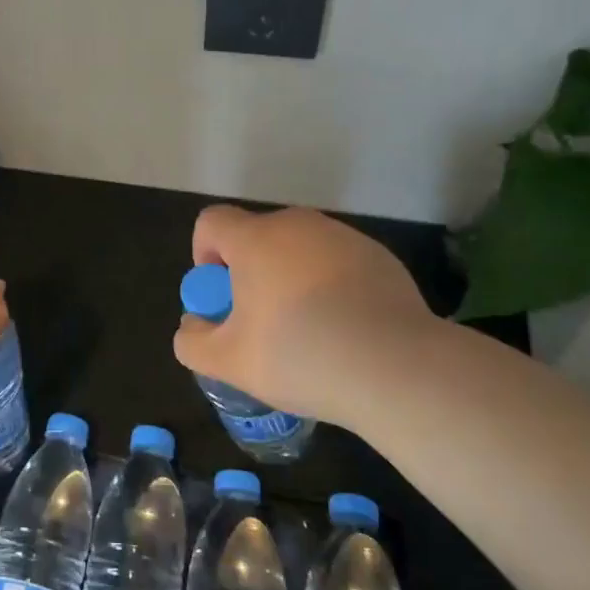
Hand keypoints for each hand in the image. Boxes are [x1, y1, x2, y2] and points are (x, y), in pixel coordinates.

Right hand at [172, 205, 442, 428]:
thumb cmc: (300, 356)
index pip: (211, 222)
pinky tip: (346, 330)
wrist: (396, 368)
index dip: (204, 255)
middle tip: (261, 322)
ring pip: (299, 249)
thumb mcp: (229, 362)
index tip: (221, 296)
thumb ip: (193, 342)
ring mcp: (342, 237)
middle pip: (256, 236)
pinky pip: (337, 263)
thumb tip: (193, 325)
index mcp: (254, 239)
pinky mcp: (378, 256)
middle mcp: (296, 225)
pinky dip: (330, 286)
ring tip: (308, 331)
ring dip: (291, 278)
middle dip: (249, 272)